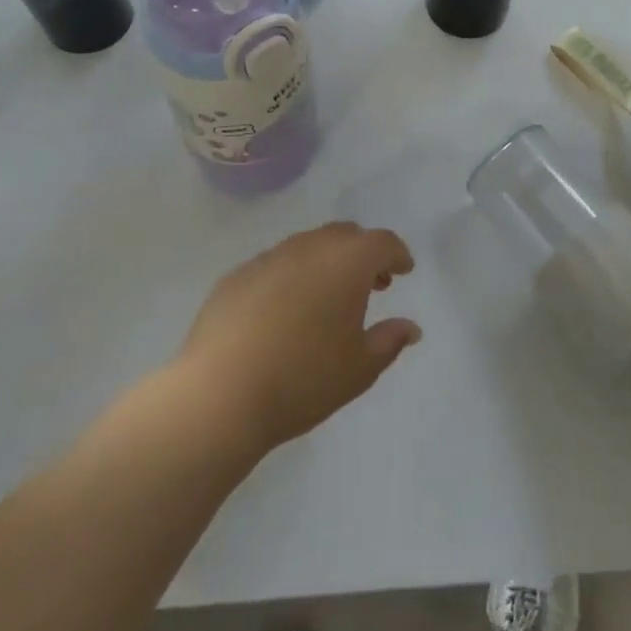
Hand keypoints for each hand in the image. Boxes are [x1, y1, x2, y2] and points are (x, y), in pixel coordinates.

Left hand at [175, 222, 420, 452]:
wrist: (219, 394)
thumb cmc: (303, 379)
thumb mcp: (360, 369)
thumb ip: (390, 341)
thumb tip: (410, 327)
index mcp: (347, 263)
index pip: (382, 242)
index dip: (397, 254)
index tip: (403, 271)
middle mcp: (310, 248)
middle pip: (345, 235)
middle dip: (363, 253)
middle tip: (370, 285)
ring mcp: (269, 258)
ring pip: (308, 245)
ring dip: (326, 262)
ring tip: (327, 298)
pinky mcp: (236, 276)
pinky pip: (275, 265)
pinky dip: (291, 276)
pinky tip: (284, 311)